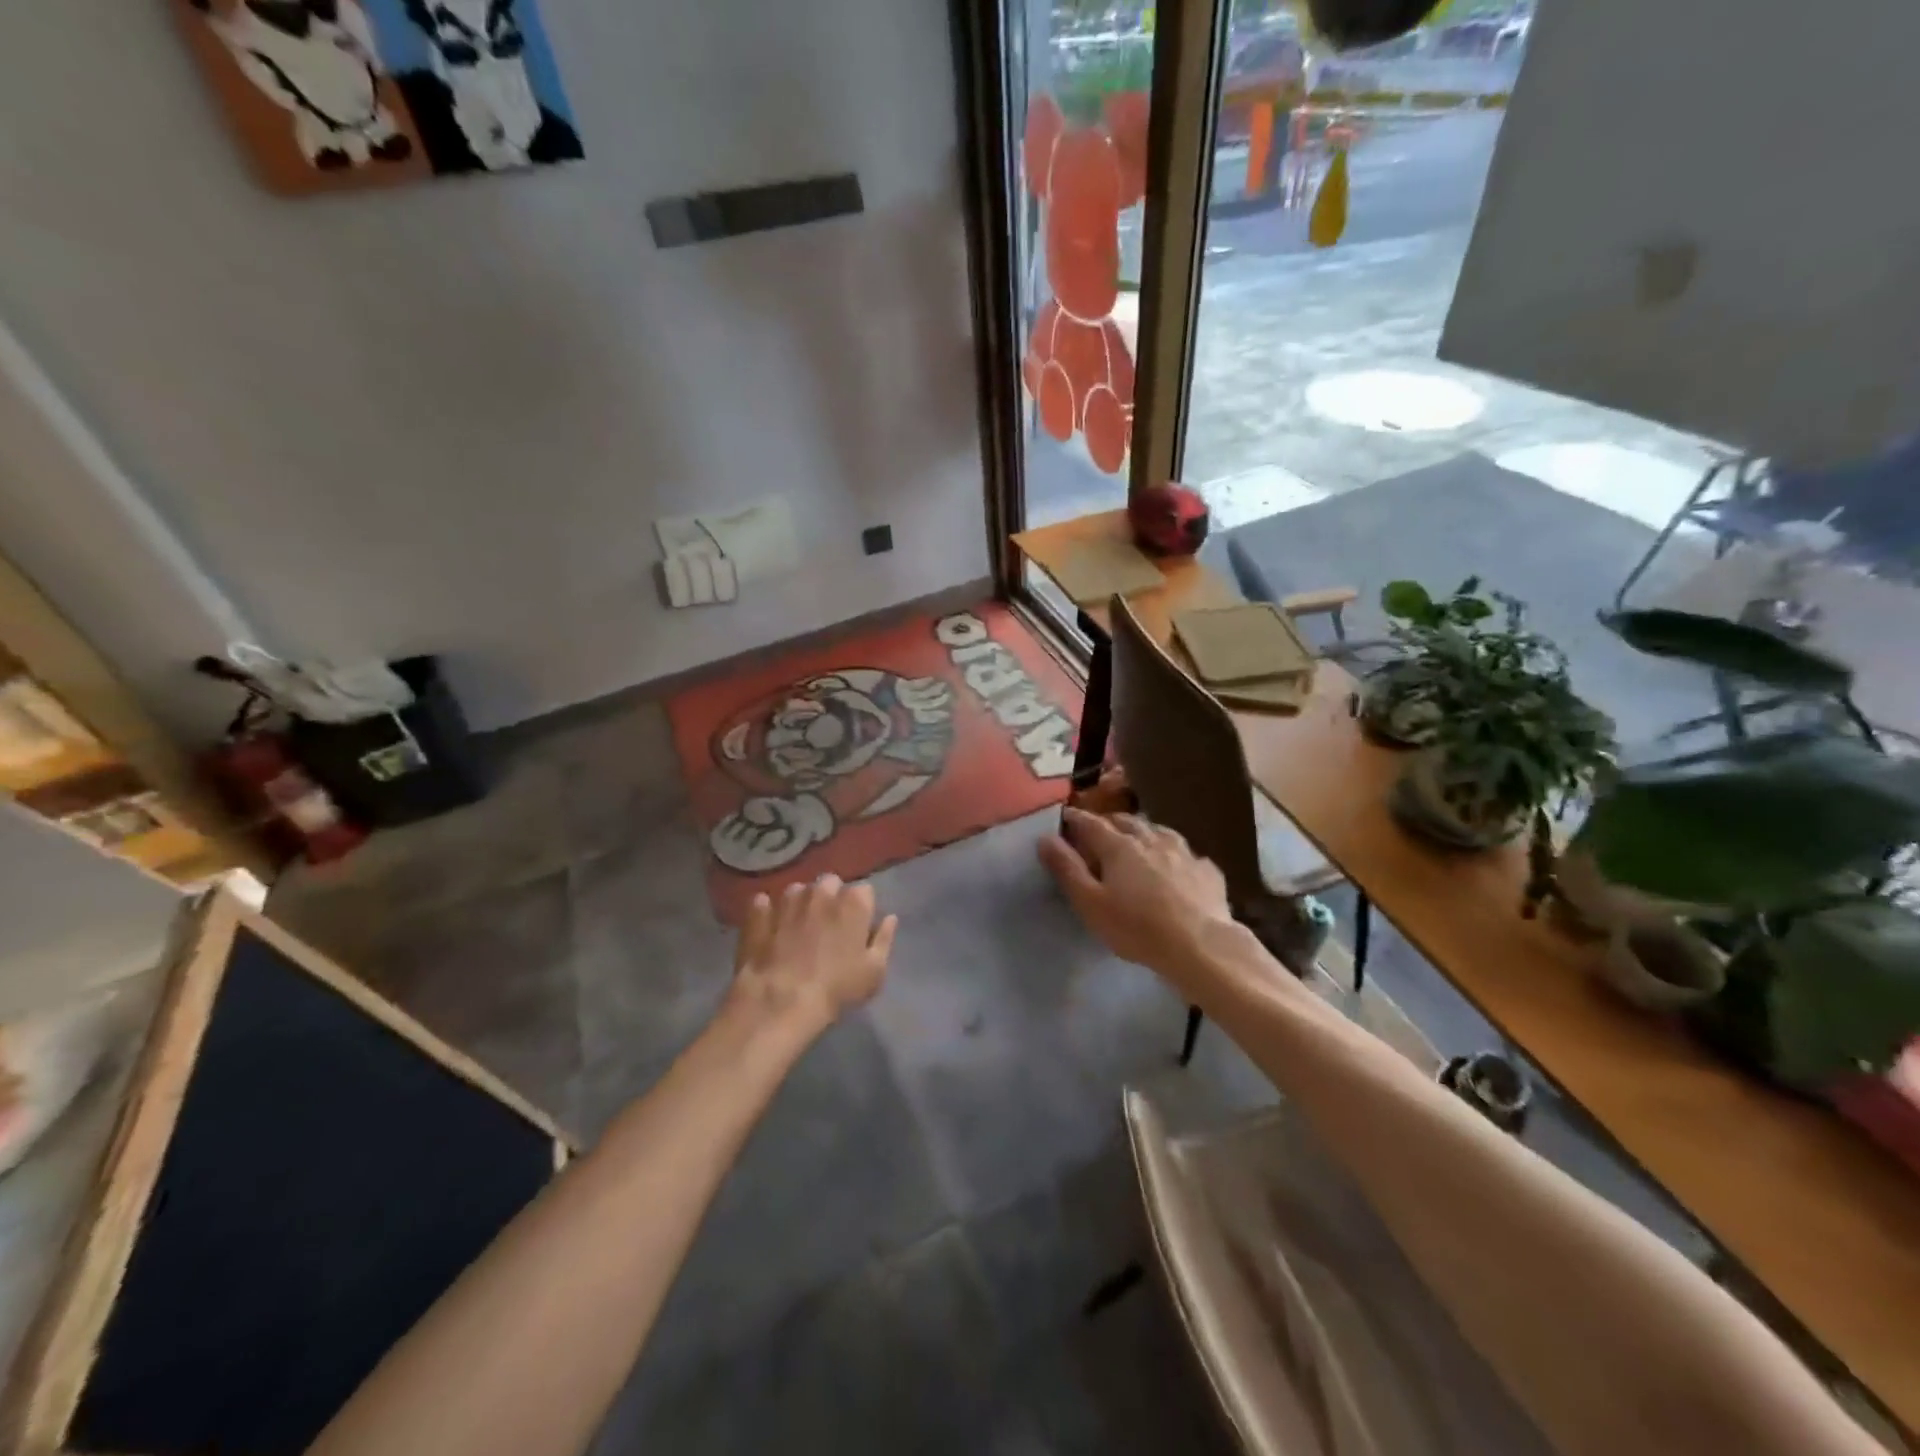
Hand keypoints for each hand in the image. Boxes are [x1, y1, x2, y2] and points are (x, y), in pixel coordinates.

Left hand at [731, 874, 897, 1029]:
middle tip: (828, 926)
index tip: (858, 928)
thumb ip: (884, 939)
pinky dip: (767, 912)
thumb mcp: (874, 971)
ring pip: (798, 891)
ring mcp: (787, 899)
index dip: (862, 909)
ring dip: (801, 903)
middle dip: (831, 898)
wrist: (781, 1002)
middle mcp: (821, 890)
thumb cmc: (837, 988)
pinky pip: (763, 904)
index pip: (864, 892)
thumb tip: (889, 918)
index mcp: (853, 901)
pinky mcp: (758, 913)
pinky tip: (769, 928)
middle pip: (830, 884)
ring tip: (798, 929)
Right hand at [1038, 809, 1235, 981]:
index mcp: (1119, 845)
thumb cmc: (1137, 927)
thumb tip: (1045, 838)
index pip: (1091, 823)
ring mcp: (1183, 851)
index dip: (1075, 818)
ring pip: (1158, 831)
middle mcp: (1151, 838)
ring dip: (1142, 832)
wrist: (1201, 945)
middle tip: (1098, 832)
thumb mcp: (1090, 903)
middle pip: (1125, 821)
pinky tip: (1176, 866)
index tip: (1065, 817)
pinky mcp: (1207, 870)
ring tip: (1137, 841)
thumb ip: (1067, 869)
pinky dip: (1174, 854)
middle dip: (1109, 822)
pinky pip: (1186, 853)